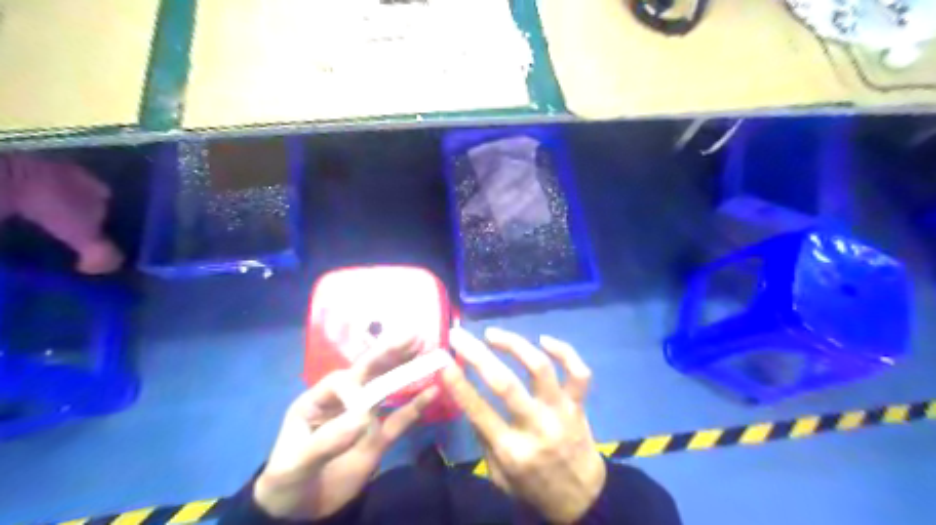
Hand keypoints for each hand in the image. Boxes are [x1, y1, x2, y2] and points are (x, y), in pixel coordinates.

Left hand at [253, 340, 434, 521]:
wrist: (298, 511)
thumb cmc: (287, 480)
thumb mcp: (295, 463)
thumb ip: (325, 441)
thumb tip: (363, 419)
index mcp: (319, 400)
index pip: (341, 382)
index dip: (356, 387)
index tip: (363, 413)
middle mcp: (345, 401)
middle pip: (369, 373)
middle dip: (391, 353)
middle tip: (415, 336)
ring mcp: (364, 418)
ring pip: (388, 388)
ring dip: (407, 370)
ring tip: (428, 350)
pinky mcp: (379, 437)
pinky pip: (400, 419)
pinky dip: (417, 406)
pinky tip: (433, 391)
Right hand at [442, 325, 602, 522]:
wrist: (583, 499)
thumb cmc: (533, 486)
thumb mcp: (499, 475)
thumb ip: (484, 439)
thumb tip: (469, 398)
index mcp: (512, 450)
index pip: (478, 410)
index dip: (458, 383)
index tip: (444, 360)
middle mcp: (536, 427)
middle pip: (505, 384)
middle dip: (477, 355)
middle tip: (459, 336)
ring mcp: (560, 412)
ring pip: (540, 369)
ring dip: (514, 345)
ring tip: (493, 334)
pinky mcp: (578, 404)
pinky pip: (578, 373)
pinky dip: (564, 351)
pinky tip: (544, 340)